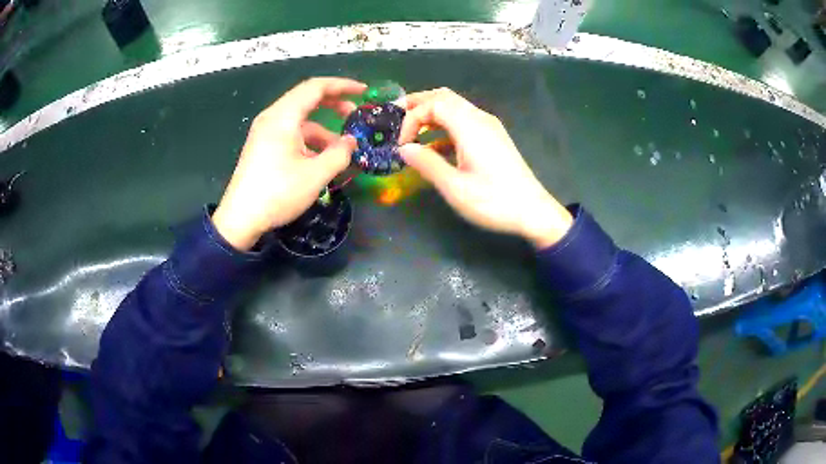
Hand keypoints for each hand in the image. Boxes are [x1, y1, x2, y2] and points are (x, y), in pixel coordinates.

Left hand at [212, 78, 366, 250]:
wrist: (240, 219)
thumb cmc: (278, 193)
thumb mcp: (315, 175)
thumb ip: (339, 154)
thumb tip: (351, 142)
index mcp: (283, 117)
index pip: (316, 87)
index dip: (342, 86)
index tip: (363, 91)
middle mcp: (272, 117)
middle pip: (307, 99)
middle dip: (333, 105)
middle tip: (354, 116)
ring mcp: (265, 131)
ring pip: (300, 120)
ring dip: (322, 129)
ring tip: (340, 150)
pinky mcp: (263, 145)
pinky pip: (291, 133)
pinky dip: (308, 140)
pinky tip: (319, 160)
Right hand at [398, 88, 572, 248]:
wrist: (533, 211)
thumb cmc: (493, 201)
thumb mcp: (454, 187)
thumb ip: (427, 164)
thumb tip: (404, 149)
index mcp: (470, 126)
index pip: (433, 104)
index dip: (411, 119)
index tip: (402, 145)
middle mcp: (480, 118)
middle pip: (444, 97)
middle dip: (418, 105)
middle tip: (396, 118)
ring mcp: (489, 127)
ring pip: (454, 107)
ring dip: (431, 115)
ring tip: (411, 132)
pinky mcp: (493, 138)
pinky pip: (463, 122)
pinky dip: (444, 127)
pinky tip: (434, 148)